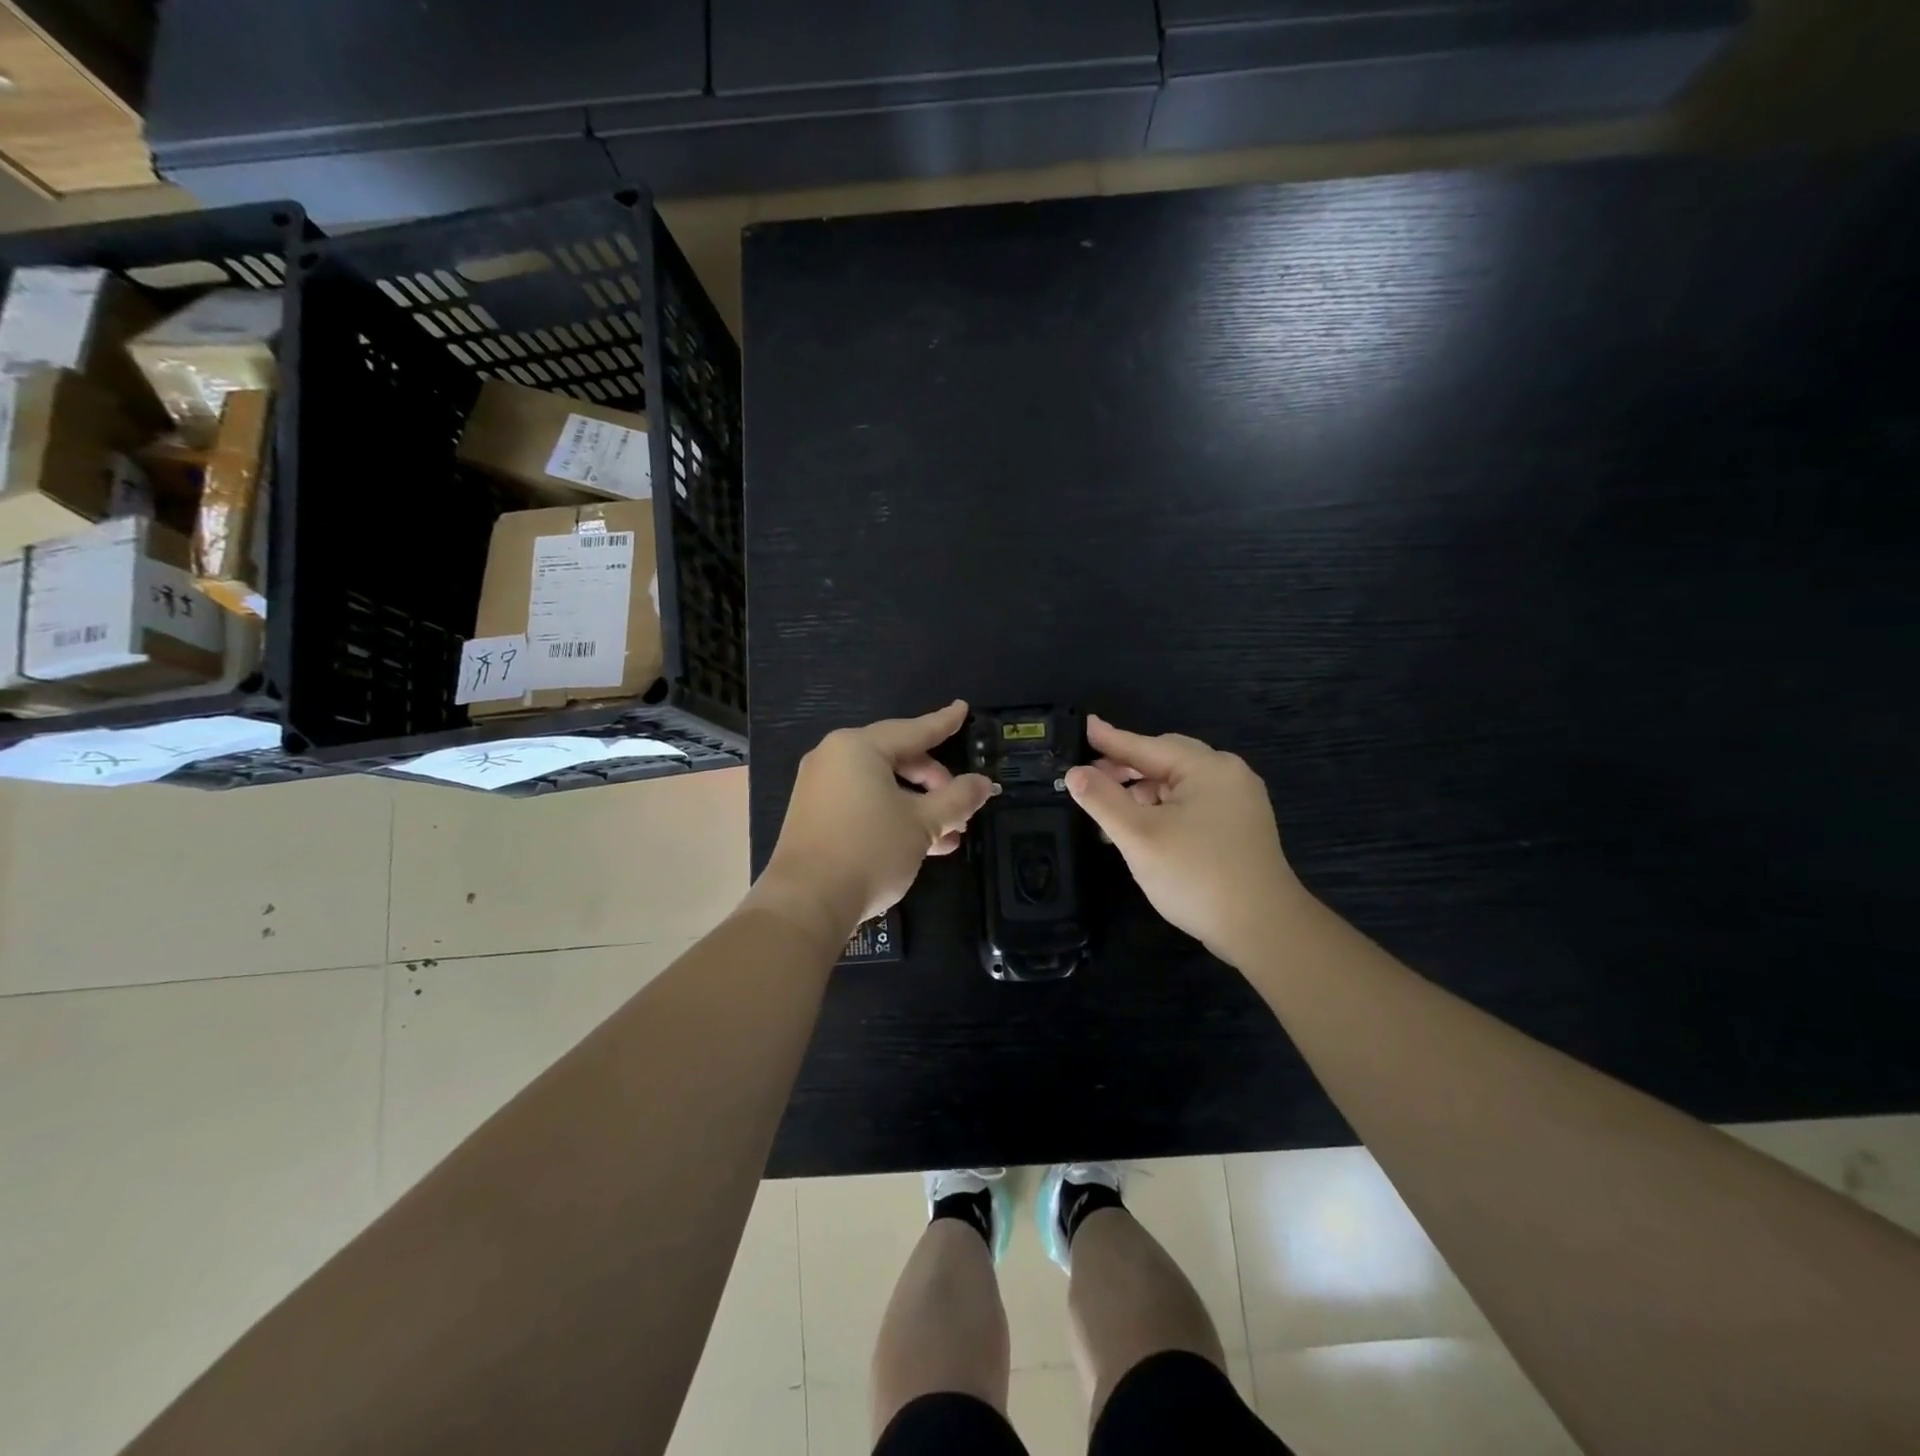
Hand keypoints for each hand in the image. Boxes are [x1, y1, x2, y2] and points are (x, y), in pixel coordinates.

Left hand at [753, 701, 996, 936]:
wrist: (806, 903)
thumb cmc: (869, 850)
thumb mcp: (923, 824)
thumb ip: (957, 799)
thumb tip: (984, 784)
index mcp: (858, 748)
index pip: (913, 730)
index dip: (944, 723)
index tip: (963, 709)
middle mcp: (834, 758)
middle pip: (898, 759)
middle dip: (935, 785)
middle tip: (962, 810)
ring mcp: (820, 787)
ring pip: (882, 786)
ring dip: (918, 807)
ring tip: (950, 837)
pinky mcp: (814, 816)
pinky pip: (863, 803)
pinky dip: (892, 816)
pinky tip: (922, 844)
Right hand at [1064, 715, 1300, 967]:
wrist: (1262, 929)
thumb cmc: (1196, 876)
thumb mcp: (1139, 836)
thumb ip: (1103, 800)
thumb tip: (1075, 772)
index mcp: (1207, 767)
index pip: (1145, 746)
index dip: (1110, 739)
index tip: (1084, 724)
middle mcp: (1228, 775)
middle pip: (1165, 760)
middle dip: (1126, 769)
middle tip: (1089, 778)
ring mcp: (1239, 801)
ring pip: (1179, 784)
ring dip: (1143, 792)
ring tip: (1111, 811)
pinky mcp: (1241, 827)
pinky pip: (1193, 803)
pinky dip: (1164, 808)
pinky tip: (1143, 828)